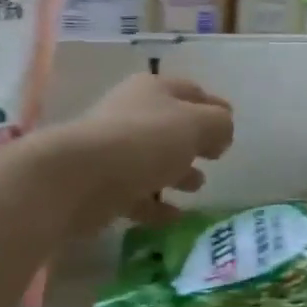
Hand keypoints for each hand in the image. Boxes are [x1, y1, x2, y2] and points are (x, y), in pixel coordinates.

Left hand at [49, 74, 233, 229]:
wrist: (76, 179)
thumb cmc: (144, 141)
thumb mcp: (196, 124)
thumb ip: (219, 124)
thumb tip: (221, 132)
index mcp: (154, 90)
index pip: (192, 92)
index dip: (215, 107)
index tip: (231, 127)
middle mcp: (132, 114)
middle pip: (171, 125)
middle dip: (195, 141)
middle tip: (216, 157)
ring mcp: (113, 150)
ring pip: (153, 160)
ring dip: (176, 172)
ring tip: (197, 187)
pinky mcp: (101, 186)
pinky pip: (137, 194)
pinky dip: (156, 204)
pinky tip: (174, 217)